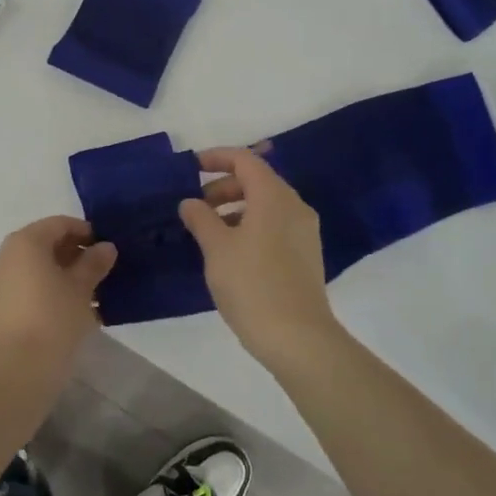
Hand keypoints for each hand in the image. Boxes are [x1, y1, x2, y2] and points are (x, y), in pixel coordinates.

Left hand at [0, 216, 116, 370]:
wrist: (15, 370)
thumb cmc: (53, 319)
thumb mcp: (81, 289)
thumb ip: (93, 264)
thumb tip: (106, 247)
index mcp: (25, 242)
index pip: (58, 224)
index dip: (85, 232)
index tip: (105, 248)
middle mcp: (6, 255)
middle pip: (44, 245)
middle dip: (73, 254)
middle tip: (100, 271)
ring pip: (35, 269)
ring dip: (61, 275)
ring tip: (90, 293)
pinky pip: (26, 289)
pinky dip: (47, 291)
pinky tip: (70, 311)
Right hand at [180, 147, 340, 370]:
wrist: (297, 338)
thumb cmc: (252, 284)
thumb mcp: (217, 248)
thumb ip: (201, 218)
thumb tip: (190, 202)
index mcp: (274, 196)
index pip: (245, 160)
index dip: (216, 157)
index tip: (191, 168)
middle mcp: (295, 206)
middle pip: (257, 181)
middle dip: (223, 187)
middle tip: (195, 207)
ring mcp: (304, 232)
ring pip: (266, 205)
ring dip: (235, 208)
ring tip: (208, 231)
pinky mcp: (306, 255)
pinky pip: (274, 225)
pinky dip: (250, 225)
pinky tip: (230, 251)